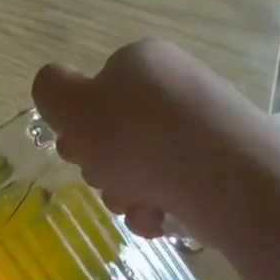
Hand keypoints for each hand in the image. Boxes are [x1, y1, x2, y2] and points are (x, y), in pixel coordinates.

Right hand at [32, 38, 279, 244]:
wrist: (228, 179)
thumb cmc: (138, 139)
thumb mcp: (73, 106)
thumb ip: (51, 90)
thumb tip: (54, 87)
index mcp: (139, 63)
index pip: (91, 95)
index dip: (78, 129)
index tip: (79, 151)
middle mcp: (172, 85)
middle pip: (113, 136)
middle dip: (102, 168)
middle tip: (108, 180)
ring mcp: (200, 125)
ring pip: (139, 168)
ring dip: (124, 193)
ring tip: (137, 204)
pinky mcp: (221, 162)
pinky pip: (169, 188)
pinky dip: (155, 207)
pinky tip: (158, 216)